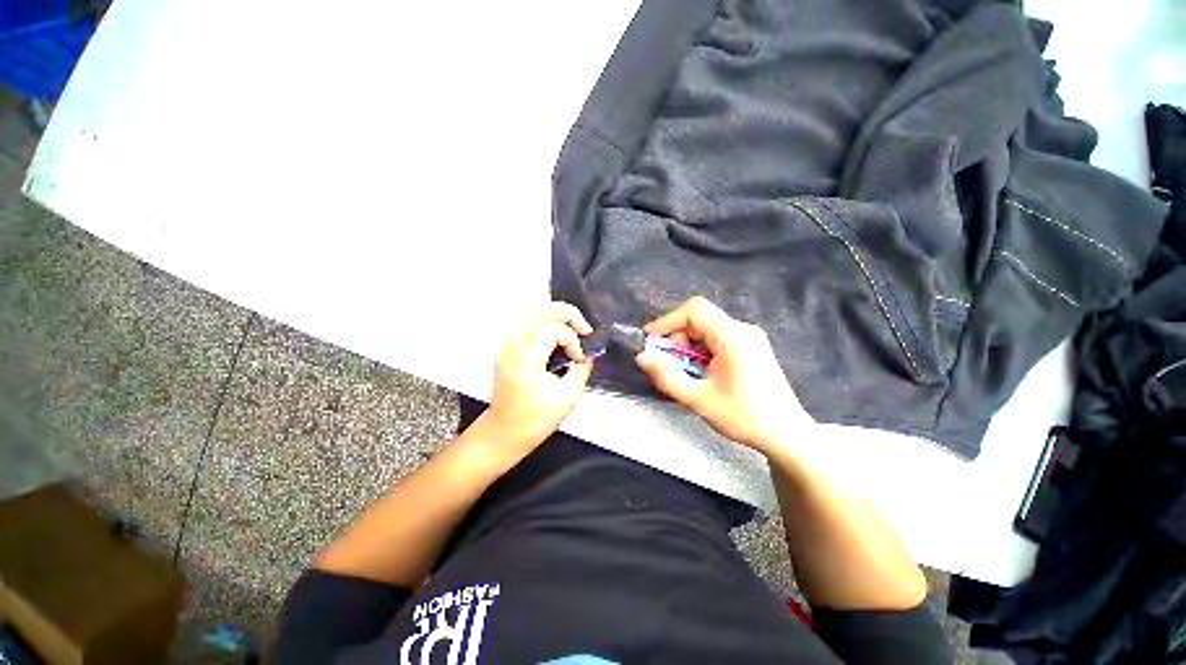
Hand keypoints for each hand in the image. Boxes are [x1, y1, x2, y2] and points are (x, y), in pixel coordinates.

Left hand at [480, 302, 594, 452]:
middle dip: (567, 314)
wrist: (504, 432)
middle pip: (539, 310)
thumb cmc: (532, 422)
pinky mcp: (506, 349)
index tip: (580, 357)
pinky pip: (525, 322)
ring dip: (555, 316)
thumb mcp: (567, 398)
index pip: (553, 329)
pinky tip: (556, 333)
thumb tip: (589, 356)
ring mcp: (506, 346)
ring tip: (572, 328)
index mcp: (527, 361)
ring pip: (531, 312)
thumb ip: (581, 371)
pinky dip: (544, 322)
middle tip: (583, 328)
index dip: (573, 339)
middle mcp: (513, 348)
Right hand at [635, 297, 813, 453]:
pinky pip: (717, 339)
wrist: (786, 435)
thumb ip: (666, 377)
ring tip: (686, 373)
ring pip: (706, 330)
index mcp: (733, 337)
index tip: (650, 340)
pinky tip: (701, 373)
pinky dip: (701, 351)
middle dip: (677, 338)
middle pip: (699, 319)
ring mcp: (749, 338)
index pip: (695, 310)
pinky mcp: (750, 347)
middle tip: (668, 364)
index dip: (667, 320)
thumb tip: (642, 357)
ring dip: (688, 347)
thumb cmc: (744, 418)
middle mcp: (742, 330)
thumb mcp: (698, 400)